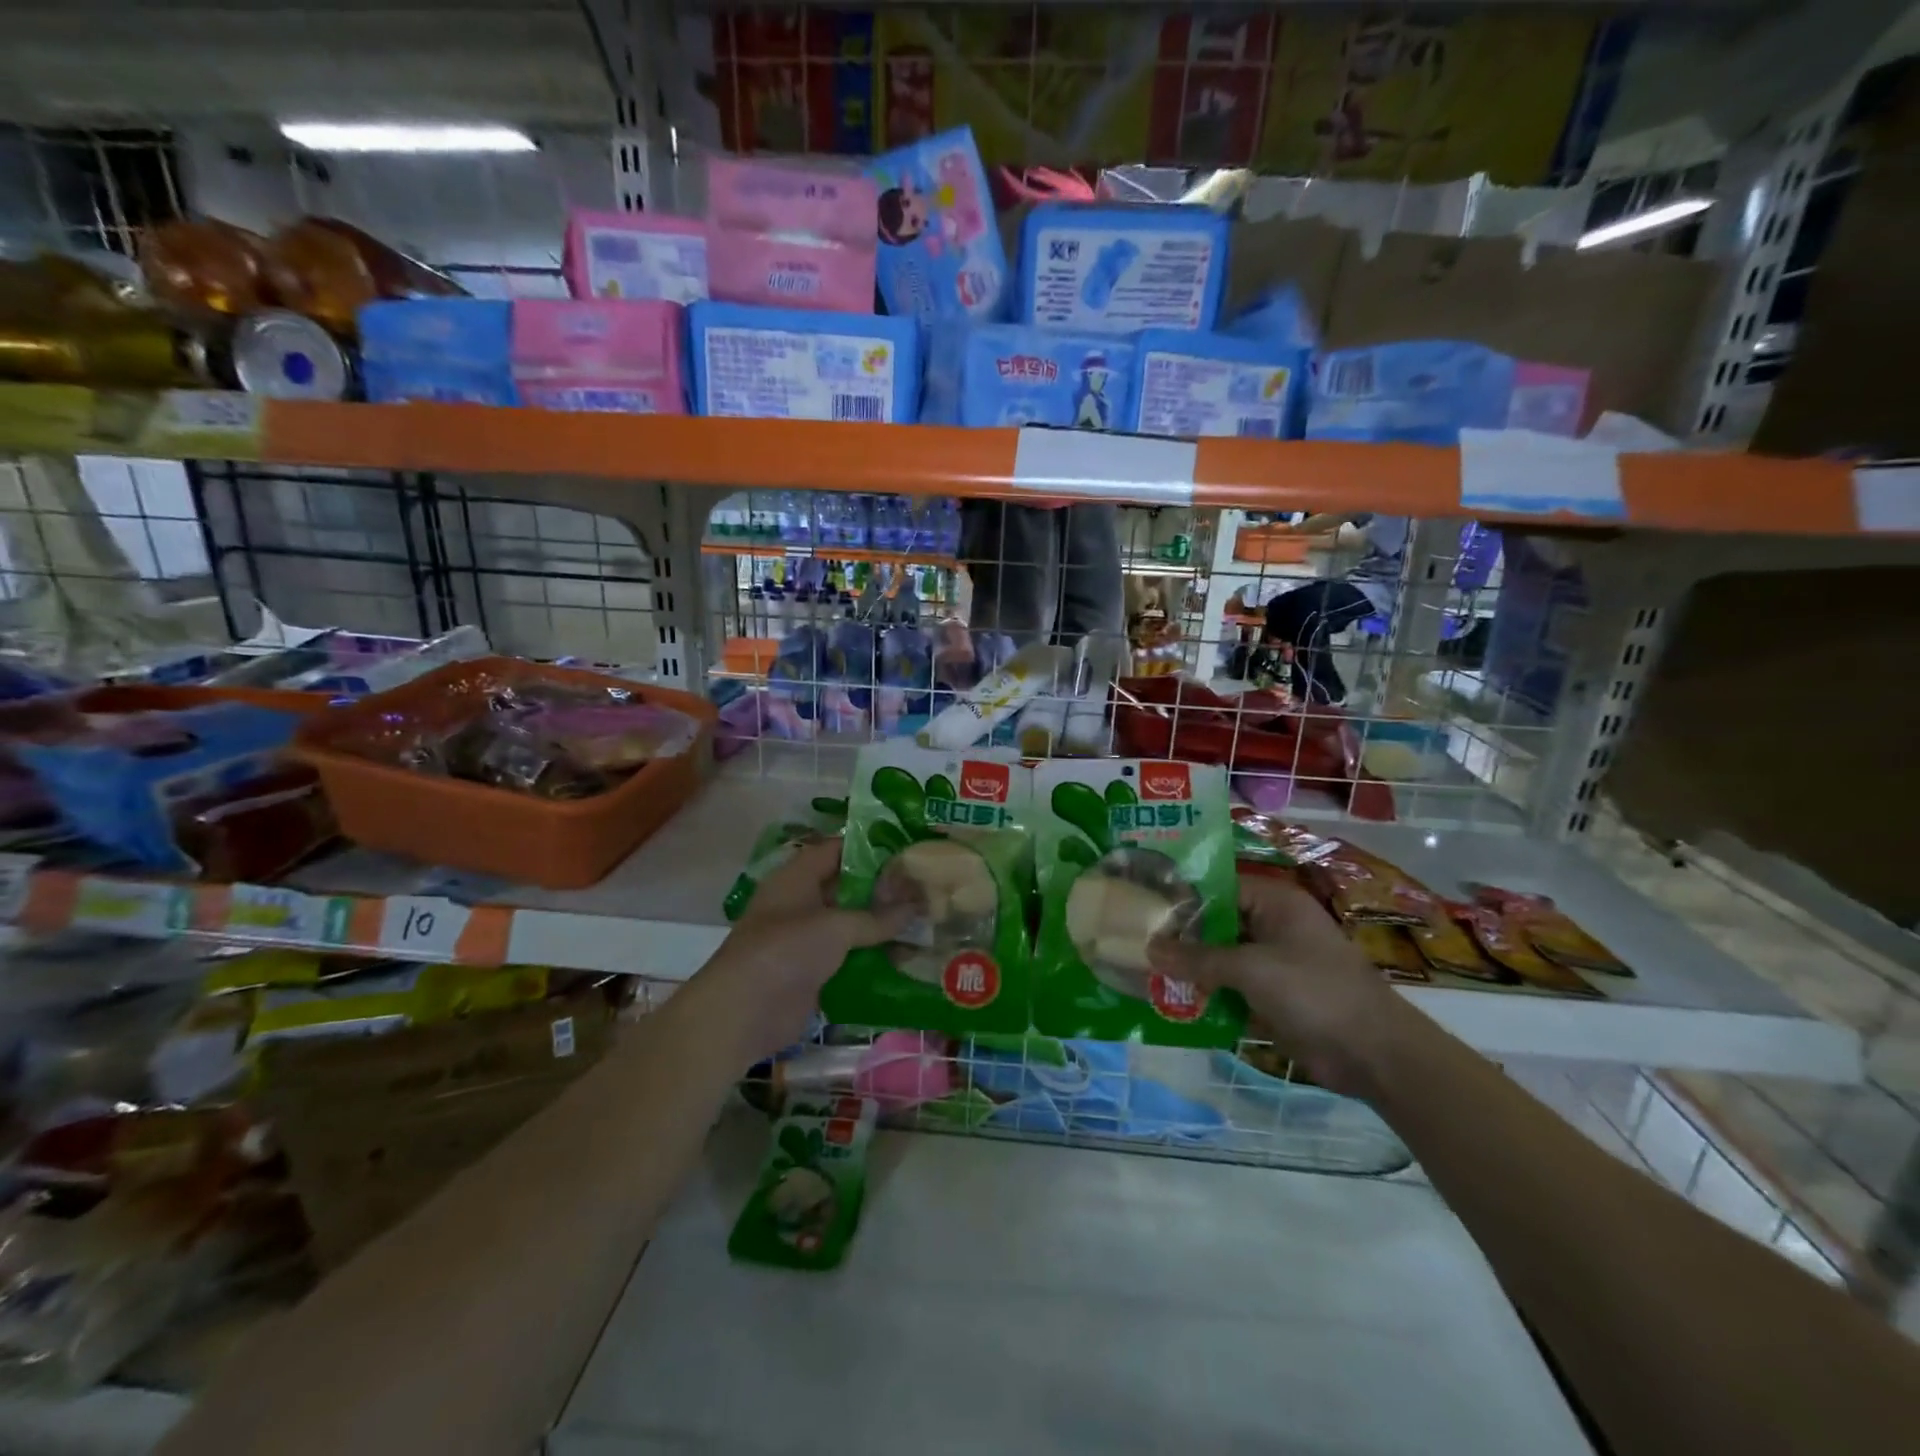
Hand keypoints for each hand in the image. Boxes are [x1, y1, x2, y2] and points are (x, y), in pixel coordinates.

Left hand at [687, 839, 910, 1064]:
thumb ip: (877, 918)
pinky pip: (848, 958)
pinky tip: (906, 959)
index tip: (907, 851)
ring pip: (850, 925)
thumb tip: (916, 907)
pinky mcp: (812, 972)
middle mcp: (801, 902)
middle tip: (924, 888)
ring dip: (881, 927)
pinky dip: (872, 958)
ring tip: (924, 922)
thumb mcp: (836, 927)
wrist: (743, 1012)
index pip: (837, 850)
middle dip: (883, 890)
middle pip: (847, 888)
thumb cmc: (786, 950)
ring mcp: (805, 939)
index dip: (870, 849)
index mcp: (797, 877)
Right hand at [1149, 871, 1407, 1095]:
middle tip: (1135, 941)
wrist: (1373, 1053)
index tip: (1143, 906)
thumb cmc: (1314, 991)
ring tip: (1144, 971)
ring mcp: (1274, 963)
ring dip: (1192, 968)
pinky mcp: (1274, 996)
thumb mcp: (1251, 969)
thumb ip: (1199, 959)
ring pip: (1222, 958)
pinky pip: (1232, 987)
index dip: (1182, 898)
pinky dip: (1209, 993)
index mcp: (1275, 903)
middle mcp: (1273, 926)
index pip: (1218, 888)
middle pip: (1217, 924)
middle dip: (1181, 937)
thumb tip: (1149, 949)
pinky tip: (1174, 1000)